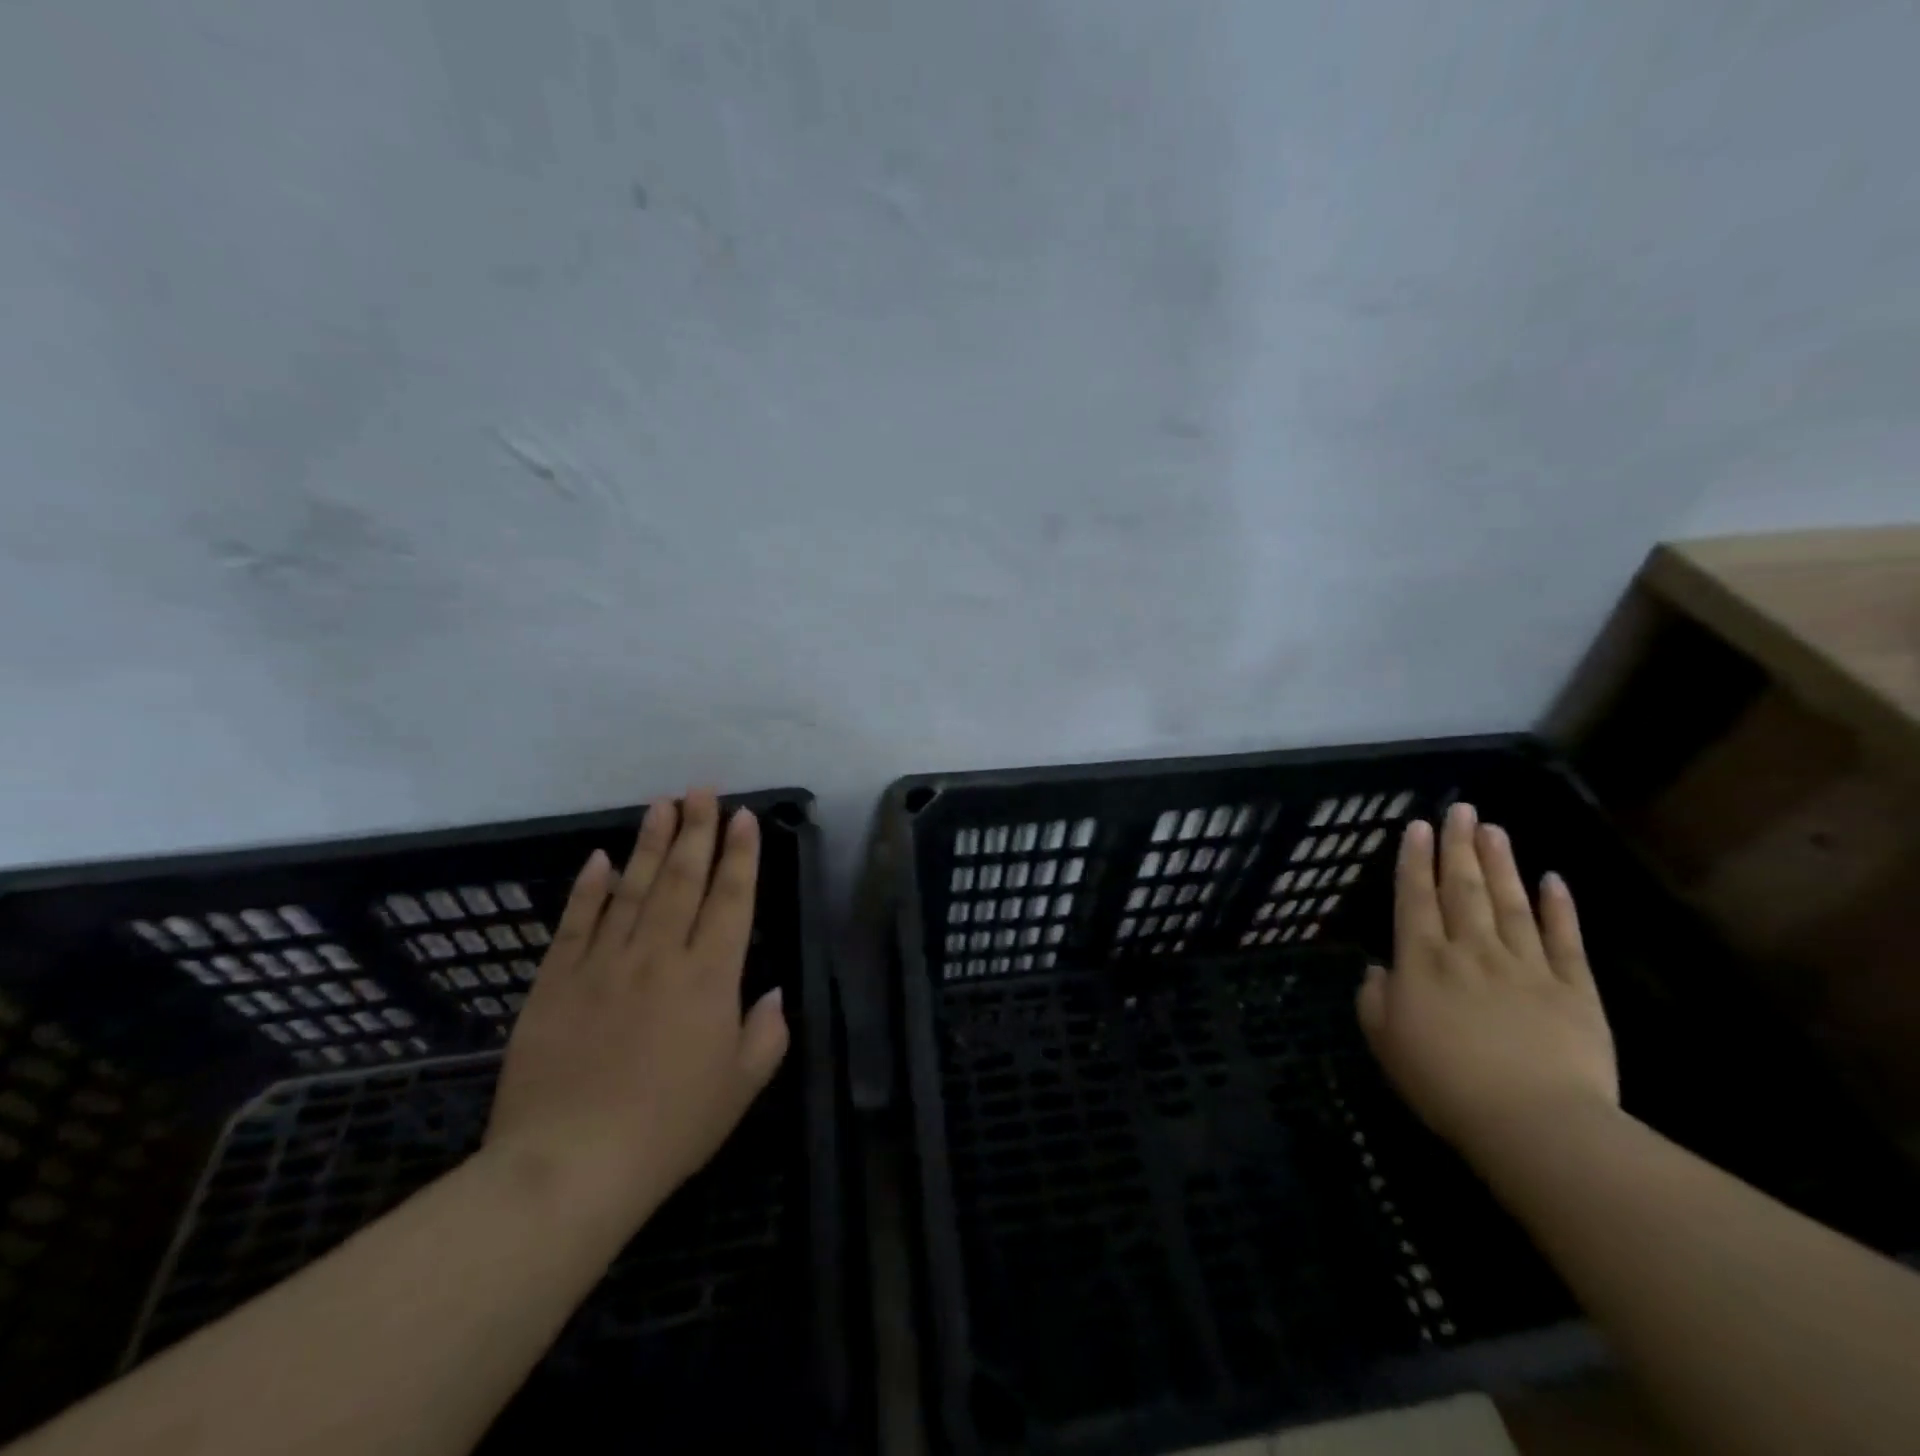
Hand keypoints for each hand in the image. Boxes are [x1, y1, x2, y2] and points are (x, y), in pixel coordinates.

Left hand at [483, 790, 788, 1236]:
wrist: (568, 1167)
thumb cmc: (670, 1129)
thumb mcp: (740, 1088)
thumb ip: (766, 1034)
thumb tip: (775, 993)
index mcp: (709, 977)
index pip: (730, 900)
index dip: (740, 855)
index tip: (743, 816)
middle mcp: (659, 955)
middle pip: (683, 880)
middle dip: (697, 830)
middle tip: (702, 790)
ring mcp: (604, 963)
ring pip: (633, 888)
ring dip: (651, 844)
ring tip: (661, 804)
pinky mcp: (556, 982)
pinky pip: (576, 923)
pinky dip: (589, 888)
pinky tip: (600, 859)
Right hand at [1356, 802, 1617, 1168]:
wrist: (1535, 1124)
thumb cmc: (1445, 1084)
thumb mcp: (1386, 1044)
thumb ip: (1375, 1001)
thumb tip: (1379, 971)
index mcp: (1423, 961)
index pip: (1415, 898)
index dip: (1414, 860)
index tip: (1418, 826)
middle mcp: (1471, 950)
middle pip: (1464, 889)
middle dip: (1459, 846)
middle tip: (1461, 809)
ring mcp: (1526, 966)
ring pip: (1511, 903)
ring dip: (1501, 863)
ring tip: (1494, 829)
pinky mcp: (1574, 989)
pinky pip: (1564, 940)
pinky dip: (1559, 908)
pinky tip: (1554, 879)